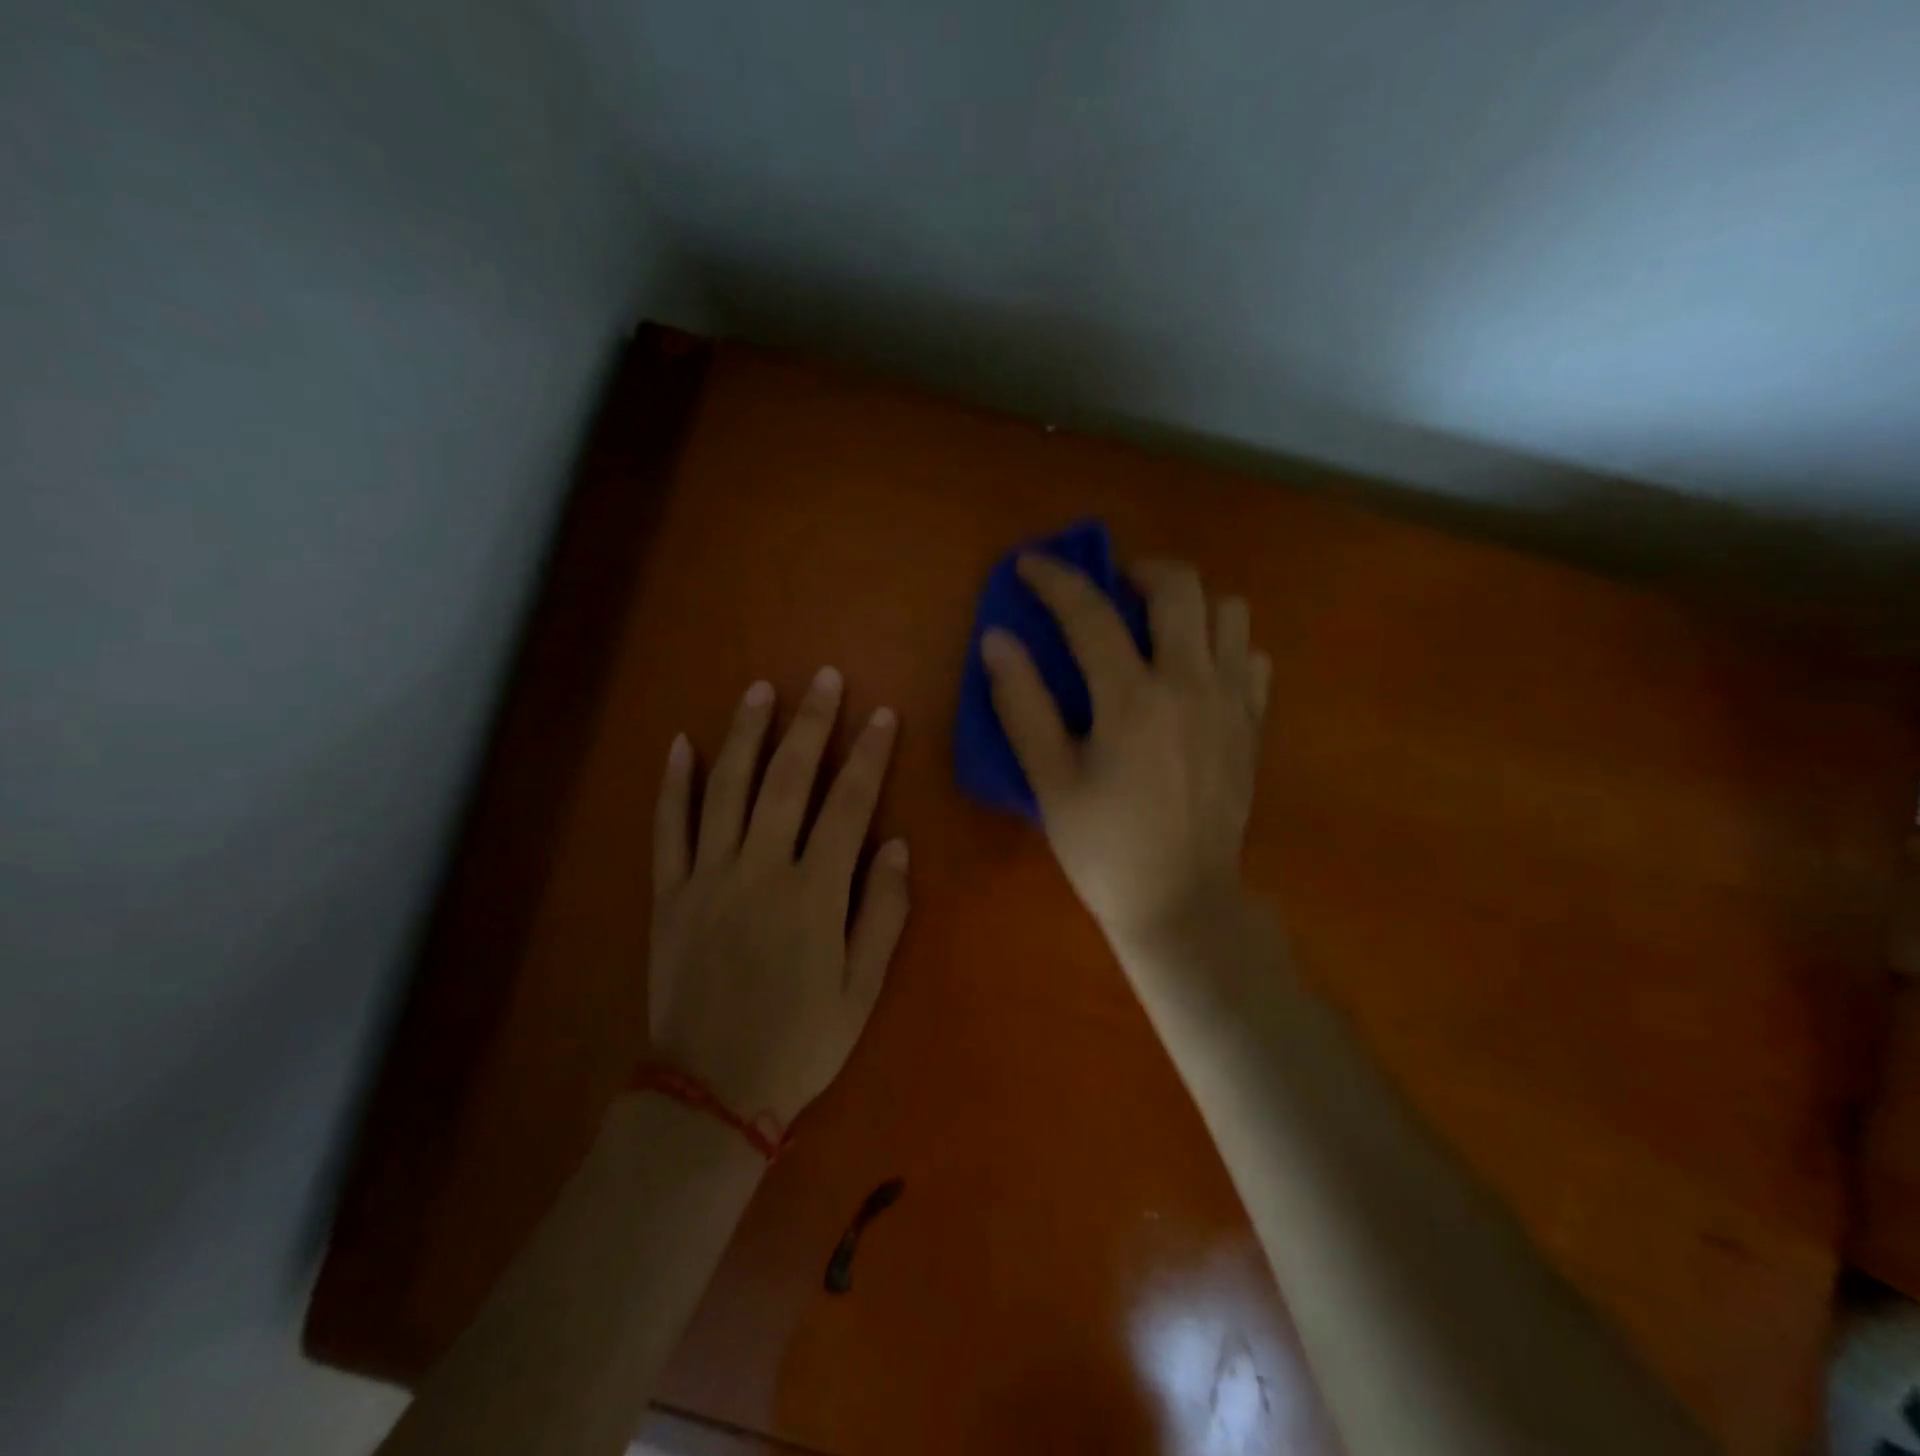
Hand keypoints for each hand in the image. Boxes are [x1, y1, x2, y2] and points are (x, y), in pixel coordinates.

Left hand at [648, 668, 908, 1129]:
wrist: (712, 1091)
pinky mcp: (669, 893)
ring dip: (744, 735)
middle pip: (787, 780)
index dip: (867, 756)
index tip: (880, 716)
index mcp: (813, 893)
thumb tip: (894, 844)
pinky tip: (680, 744)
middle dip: (810, 724)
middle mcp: (760, 870)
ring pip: (726, 789)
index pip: (848, 805)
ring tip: (759, 690)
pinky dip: (673, 784)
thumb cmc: (801, 1041)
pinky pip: (668, 828)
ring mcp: (708, 877)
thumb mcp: (862, 988)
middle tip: (824, 678)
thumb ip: (882, 912)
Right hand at [982, 556, 1270, 952]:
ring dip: (1189, 605)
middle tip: (1110, 590)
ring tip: (1157, 629)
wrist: (1182, 903)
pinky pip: (1251, 656)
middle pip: (1180, 586)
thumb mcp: (1050, 781)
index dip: (1055, 579)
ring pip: (1229, 611)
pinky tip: (1194, 673)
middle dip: (1138, 571)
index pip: (1090, 613)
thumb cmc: (1105, 847)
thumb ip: (1022, 704)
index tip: (1030, 564)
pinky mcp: (1253, 724)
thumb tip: (997, 640)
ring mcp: (1232, 701)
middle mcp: (1190, 684)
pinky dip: (1223, 647)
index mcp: (1132, 699)